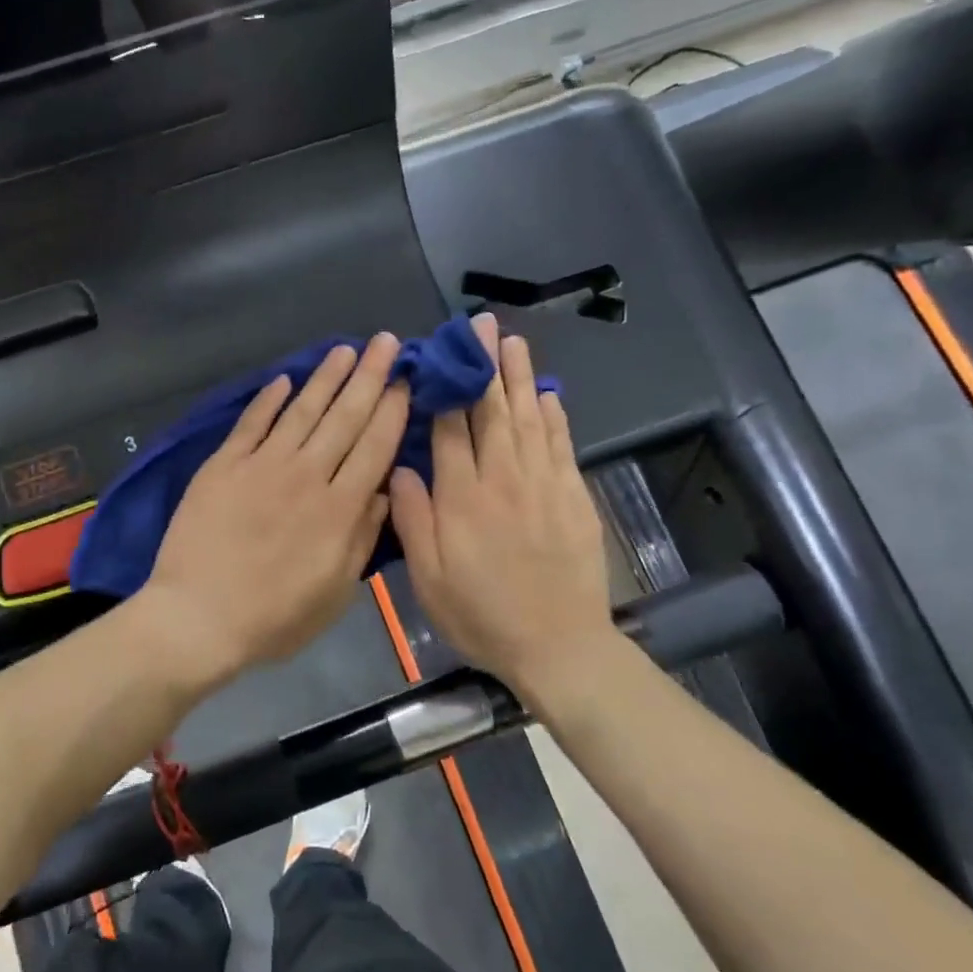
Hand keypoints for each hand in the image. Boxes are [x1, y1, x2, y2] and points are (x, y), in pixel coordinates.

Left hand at [144, 335, 409, 681]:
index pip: (374, 447)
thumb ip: (362, 538)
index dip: (392, 410)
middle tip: (385, 342)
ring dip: (325, 377)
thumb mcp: (335, 593)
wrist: (198, 617)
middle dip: (369, 377)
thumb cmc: (274, 618)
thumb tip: (385, 491)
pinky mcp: (224, 466)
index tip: (407, 379)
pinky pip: (251, 424)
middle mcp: (306, 476)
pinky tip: (284, 379)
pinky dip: (268, 400)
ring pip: (302, 411)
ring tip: (345, 349)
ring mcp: (262, 466)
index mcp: (339, 509)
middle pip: (344, 418)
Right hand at [389, 314, 620, 703]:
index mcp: (462, 497)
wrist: (559, 647)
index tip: (438, 353)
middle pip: (493, 410)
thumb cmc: (481, 614)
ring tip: (512, 341)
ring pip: (529, 418)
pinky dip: (554, 416)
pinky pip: (561, 445)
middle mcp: (503, 479)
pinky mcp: (573, 497)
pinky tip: (548, 394)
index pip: (450, 427)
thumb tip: (399, 466)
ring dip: (519, 377)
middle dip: (484, 364)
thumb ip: (412, 519)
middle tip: (480, 324)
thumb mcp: (428, 578)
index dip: (444, 387)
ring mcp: (544, 485)